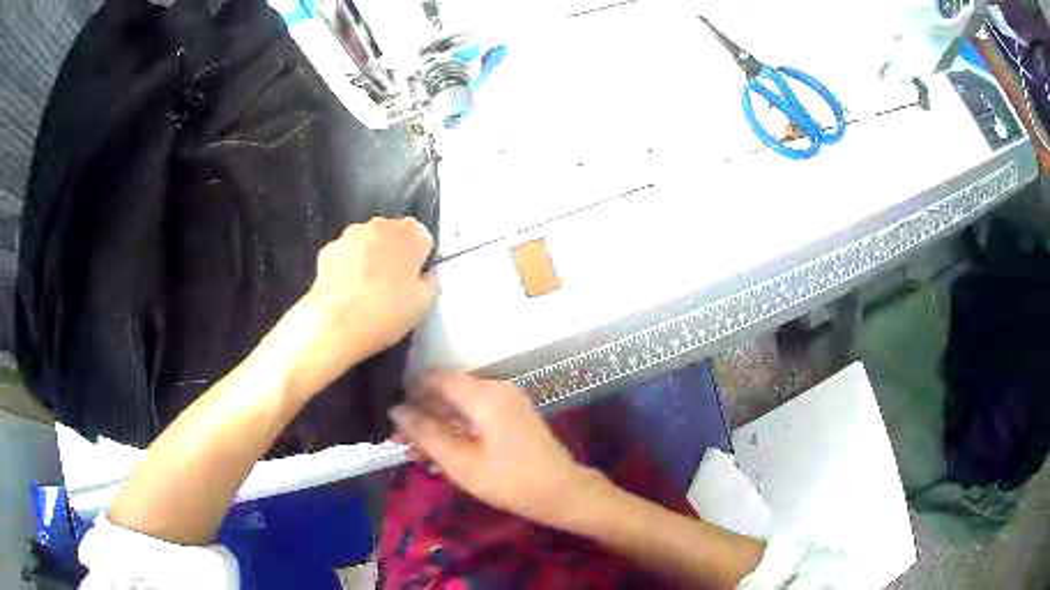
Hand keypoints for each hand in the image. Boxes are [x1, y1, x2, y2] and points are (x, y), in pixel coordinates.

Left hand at [260, 217, 437, 399]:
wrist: (336, 323)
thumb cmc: (385, 312)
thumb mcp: (424, 305)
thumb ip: (432, 282)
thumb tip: (428, 276)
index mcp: (409, 233)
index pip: (422, 237)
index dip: (420, 259)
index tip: (416, 279)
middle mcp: (380, 226)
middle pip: (394, 236)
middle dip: (395, 254)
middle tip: (395, 287)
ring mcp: (351, 235)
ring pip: (368, 243)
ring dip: (370, 258)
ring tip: (369, 292)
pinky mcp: (328, 249)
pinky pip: (345, 254)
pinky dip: (348, 267)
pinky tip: (349, 292)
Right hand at [390, 371, 602, 527]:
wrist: (562, 492)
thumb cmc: (510, 481)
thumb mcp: (461, 462)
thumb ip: (425, 433)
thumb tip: (395, 410)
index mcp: (484, 394)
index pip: (435, 378)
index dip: (408, 392)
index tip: (389, 416)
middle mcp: (496, 388)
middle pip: (447, 391)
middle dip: (421, 415)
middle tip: (399, 442)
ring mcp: (507, 400)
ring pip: (459, 405)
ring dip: (437, 426)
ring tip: (415, 454)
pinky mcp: (512, 414)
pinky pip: (475, 414)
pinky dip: (456, 430)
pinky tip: (441, 454)